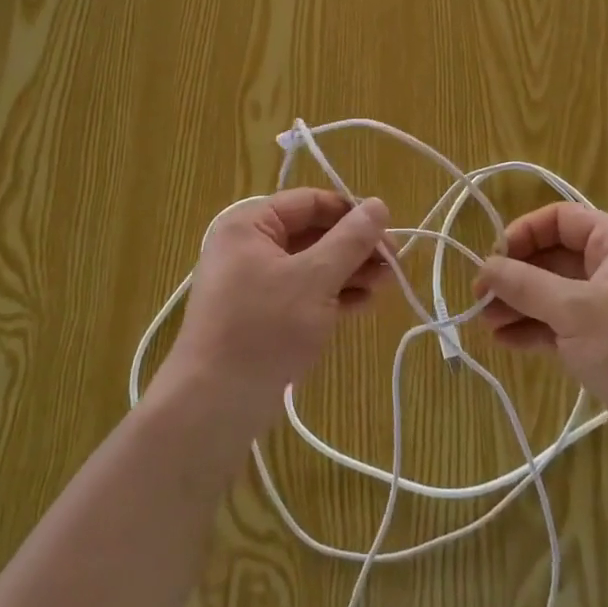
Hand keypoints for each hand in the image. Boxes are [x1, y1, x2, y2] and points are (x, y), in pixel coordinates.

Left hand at [158, 189, 392, 439]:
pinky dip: (331, 295)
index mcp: (250, 225)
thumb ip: (350, 240)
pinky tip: (362, 305)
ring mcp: (253, 283)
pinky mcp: (261, 315)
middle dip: (354, 247)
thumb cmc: (264, 329)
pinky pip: (302, 293)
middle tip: (393, 265)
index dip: (350, 212)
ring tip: (385, 286)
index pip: (309, 202)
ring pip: (310, 265)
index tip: (388, 231)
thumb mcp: (315, 279)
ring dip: (348, 272)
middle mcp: (248, 247)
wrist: (214, 404)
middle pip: (311, 233)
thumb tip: (379, 204)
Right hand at [472, 202, 607, 454]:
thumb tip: (485, 267)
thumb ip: (526, 285)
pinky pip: (561, 327)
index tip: (493, 259)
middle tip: (479, 298)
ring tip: (485, 324)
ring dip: (519, 305)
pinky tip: (506, 342)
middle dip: (515, 276)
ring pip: (553, 295)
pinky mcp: (606, 346)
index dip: (523, 233)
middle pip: (553, 258)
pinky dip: (534, 331)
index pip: (561, 219)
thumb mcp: (577, 310)